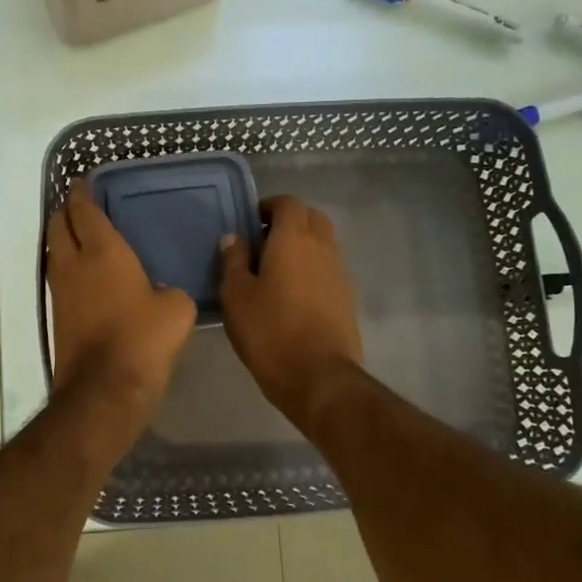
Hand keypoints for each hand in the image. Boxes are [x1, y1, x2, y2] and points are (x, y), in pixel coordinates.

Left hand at [46, 180, 196, 421]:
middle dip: (65, 211)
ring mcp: (60, 291)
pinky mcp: (57, 316)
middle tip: (80, 206)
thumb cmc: (144, 338)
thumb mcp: (176, 309)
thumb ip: (169, 291)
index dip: (82, 193)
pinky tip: (84, 277)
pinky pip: (58, 279)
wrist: (105, 388)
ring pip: (54, 252)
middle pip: (58, 225)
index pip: (84, 210)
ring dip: (62, 239)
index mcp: (103, 251)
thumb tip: (161, 293)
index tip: (84, 182)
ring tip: (80, 237)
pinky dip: (67, 268)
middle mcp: (74, 264)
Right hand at [219, 196, 362, 430]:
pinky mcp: (347, 298)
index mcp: (294, 240)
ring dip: (302, 247)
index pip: (288, 203)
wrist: (318, 377)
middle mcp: (323, 248)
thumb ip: (233, 261)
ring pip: (323, 243)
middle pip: (311, 218)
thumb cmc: (270, 332)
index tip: (249, 223)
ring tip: (274, 272)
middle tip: (262, 244)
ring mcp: (340, 273)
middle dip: (288, 222)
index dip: (268, 207)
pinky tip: (292, 296)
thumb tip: (234, 238)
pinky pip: (328, 269)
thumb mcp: (237, 296)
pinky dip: (312, 270)